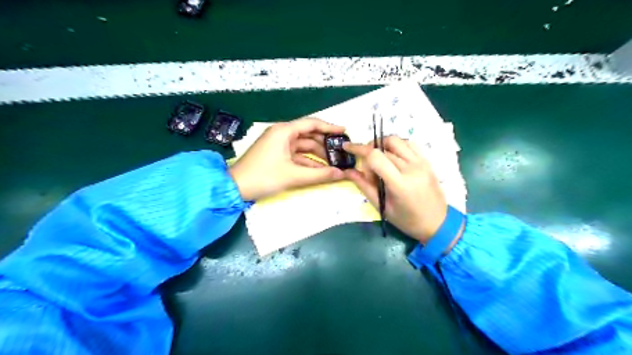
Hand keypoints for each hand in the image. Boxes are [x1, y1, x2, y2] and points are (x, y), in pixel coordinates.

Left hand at [229, 118, 344, 199]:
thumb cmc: (264, 177)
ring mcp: (279, 145)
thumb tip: (342, 174)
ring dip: (318, 155)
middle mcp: (282, 134)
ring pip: (304, 147)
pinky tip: (321, 170)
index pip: (312, 124)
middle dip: (325, 144)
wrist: (235, 188)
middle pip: (309, 135)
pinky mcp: (277, 155)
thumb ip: (320, 175)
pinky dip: (308, 162)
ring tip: (334, 163)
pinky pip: (297, 155)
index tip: (344, 132)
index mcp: (284, 131)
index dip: (329, 128)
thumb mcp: (293, 176)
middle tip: (341, 152)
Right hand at [340, 135, 448, 243]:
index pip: (375, 156)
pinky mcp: (427, 160)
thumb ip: (364, 186)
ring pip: (396, 140)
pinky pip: (409, 143)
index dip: (359, 150)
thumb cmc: (408, 220)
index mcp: (399, 183)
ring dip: (382, 145)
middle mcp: (411, 168)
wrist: (438, 223)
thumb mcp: (383, 207)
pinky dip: (396, 145)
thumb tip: (348, 171)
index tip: (349, 149)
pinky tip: (393, 156)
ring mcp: (421, 162)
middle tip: (369, 170)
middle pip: (383, 147)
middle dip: (369, 154)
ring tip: (379, 159)